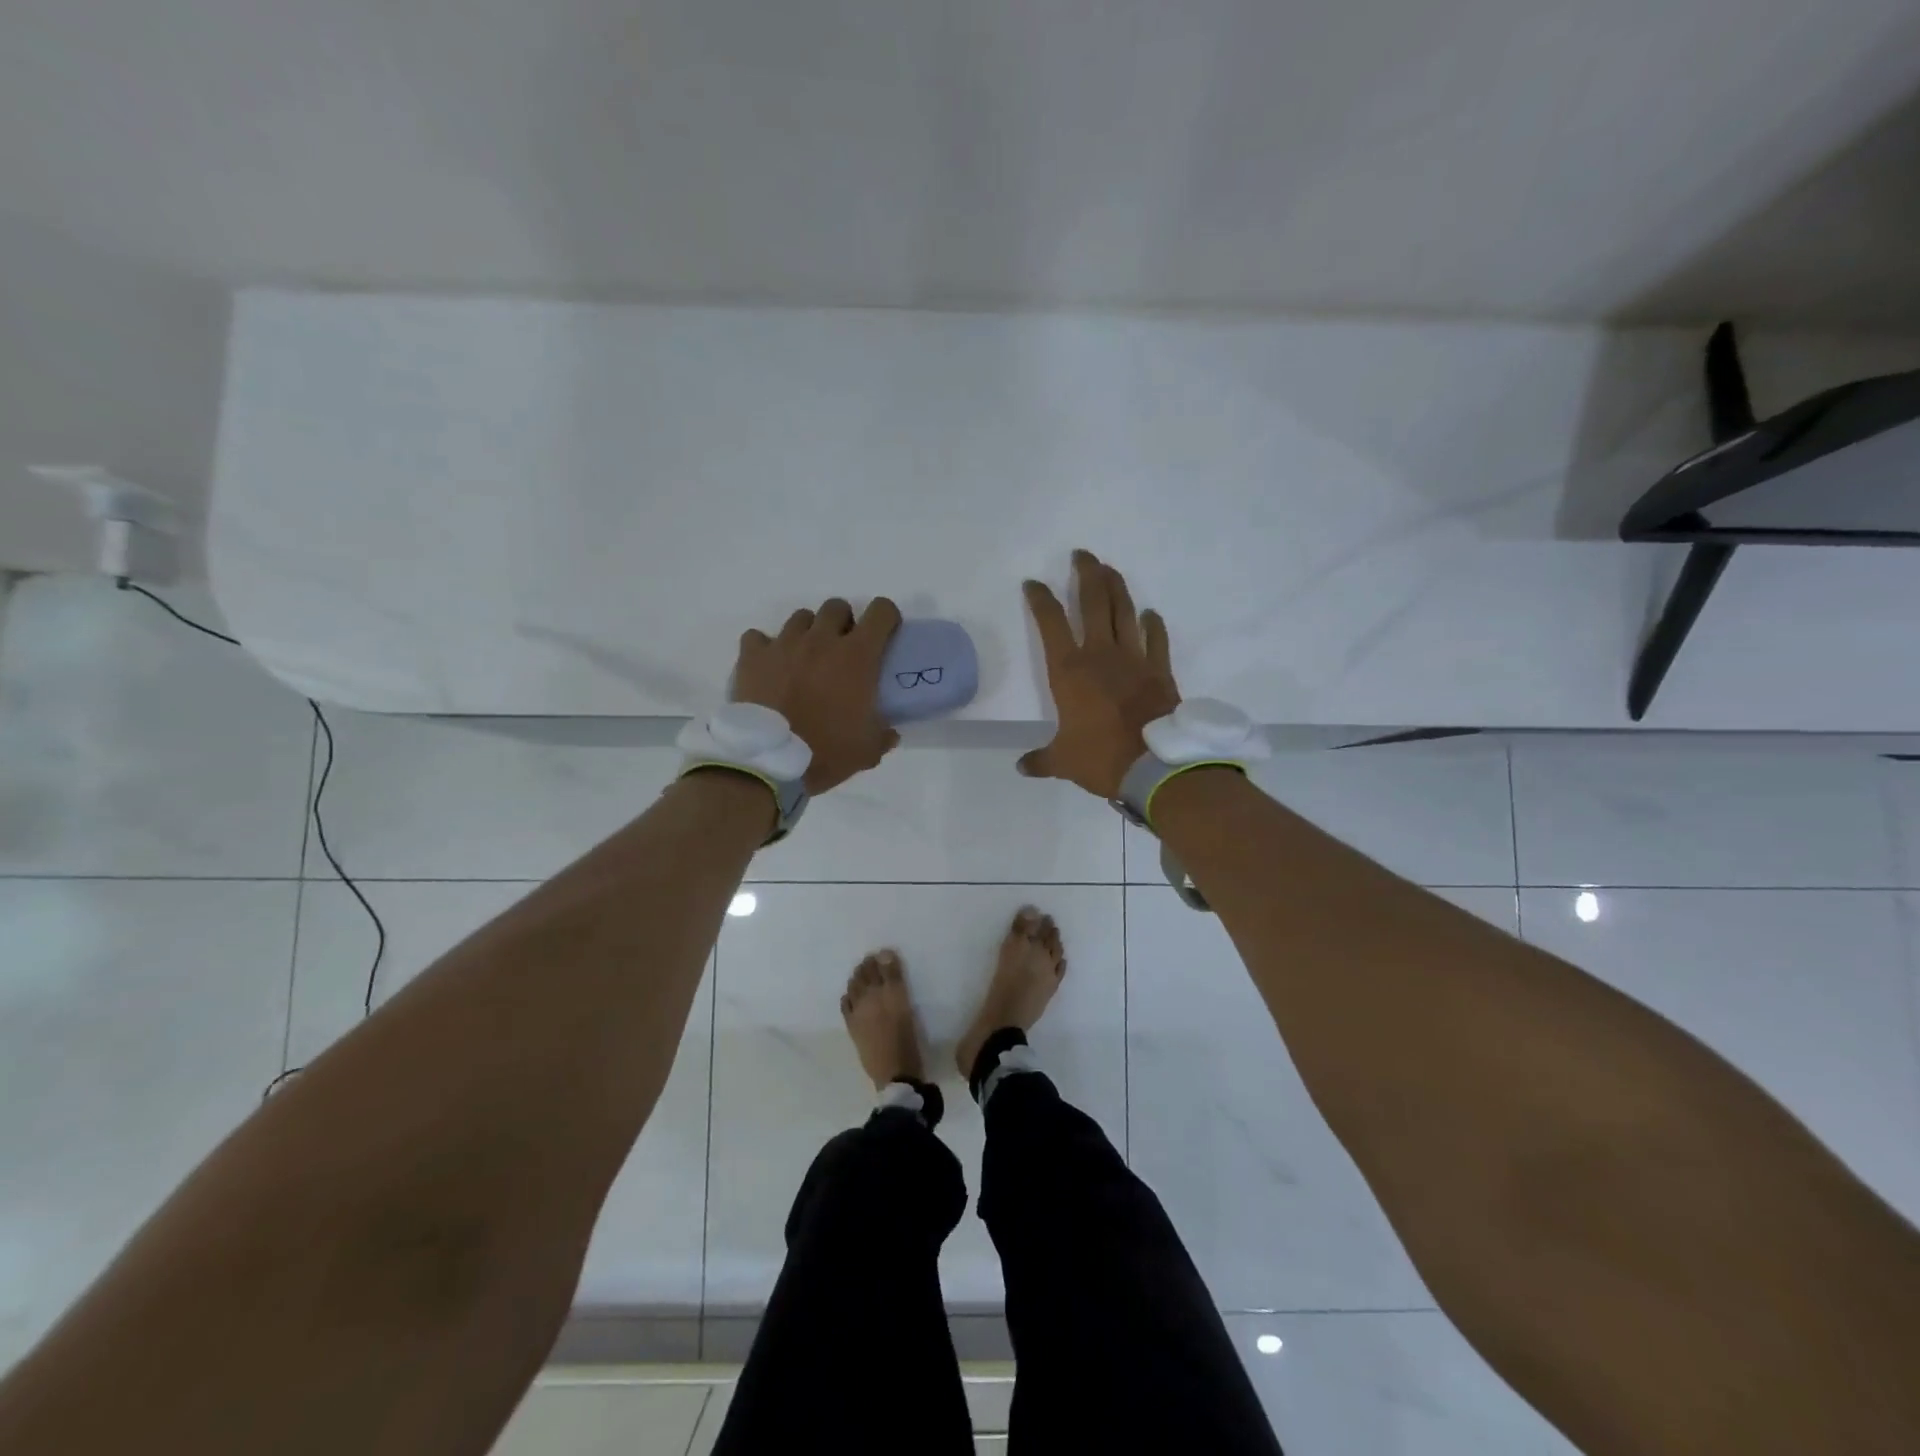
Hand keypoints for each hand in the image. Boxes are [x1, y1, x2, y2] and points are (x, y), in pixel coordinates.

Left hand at [732, 597, 902, 793]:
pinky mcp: (752, 657)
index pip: (881, 612)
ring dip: (808, 632)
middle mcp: (821, 640)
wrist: (769, 763)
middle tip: (842, 649)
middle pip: (837, 606)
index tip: (885, 635)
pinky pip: (758, 637)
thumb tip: (890, 732)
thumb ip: (883, 736)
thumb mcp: (867, 751)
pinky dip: (766, 648)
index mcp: (857, 657)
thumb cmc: (825, 752)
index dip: (886, 618)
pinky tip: (770, 667)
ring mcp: (784, 644)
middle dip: (843, 622)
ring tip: (805, 659)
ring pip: (800, 618)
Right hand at [1019, 551, 1179, 798]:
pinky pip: (1156, 639)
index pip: (1050, 623)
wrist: (1154, 766)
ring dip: (1116, 587)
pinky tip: (1149, 614)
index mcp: (1069, 671)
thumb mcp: (1063, 761)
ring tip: (1110, 569)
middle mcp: (1100, 654)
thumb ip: (1041, 760)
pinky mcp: (1160, 670)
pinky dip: (1153, 624)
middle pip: (1093, 602)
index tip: (1033, 583)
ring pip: (1124, 611)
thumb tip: (1023, 767)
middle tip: (1082, 555)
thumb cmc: (1101, 758)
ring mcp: (1134, 659)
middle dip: (1086, 574)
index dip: (1040, 599)